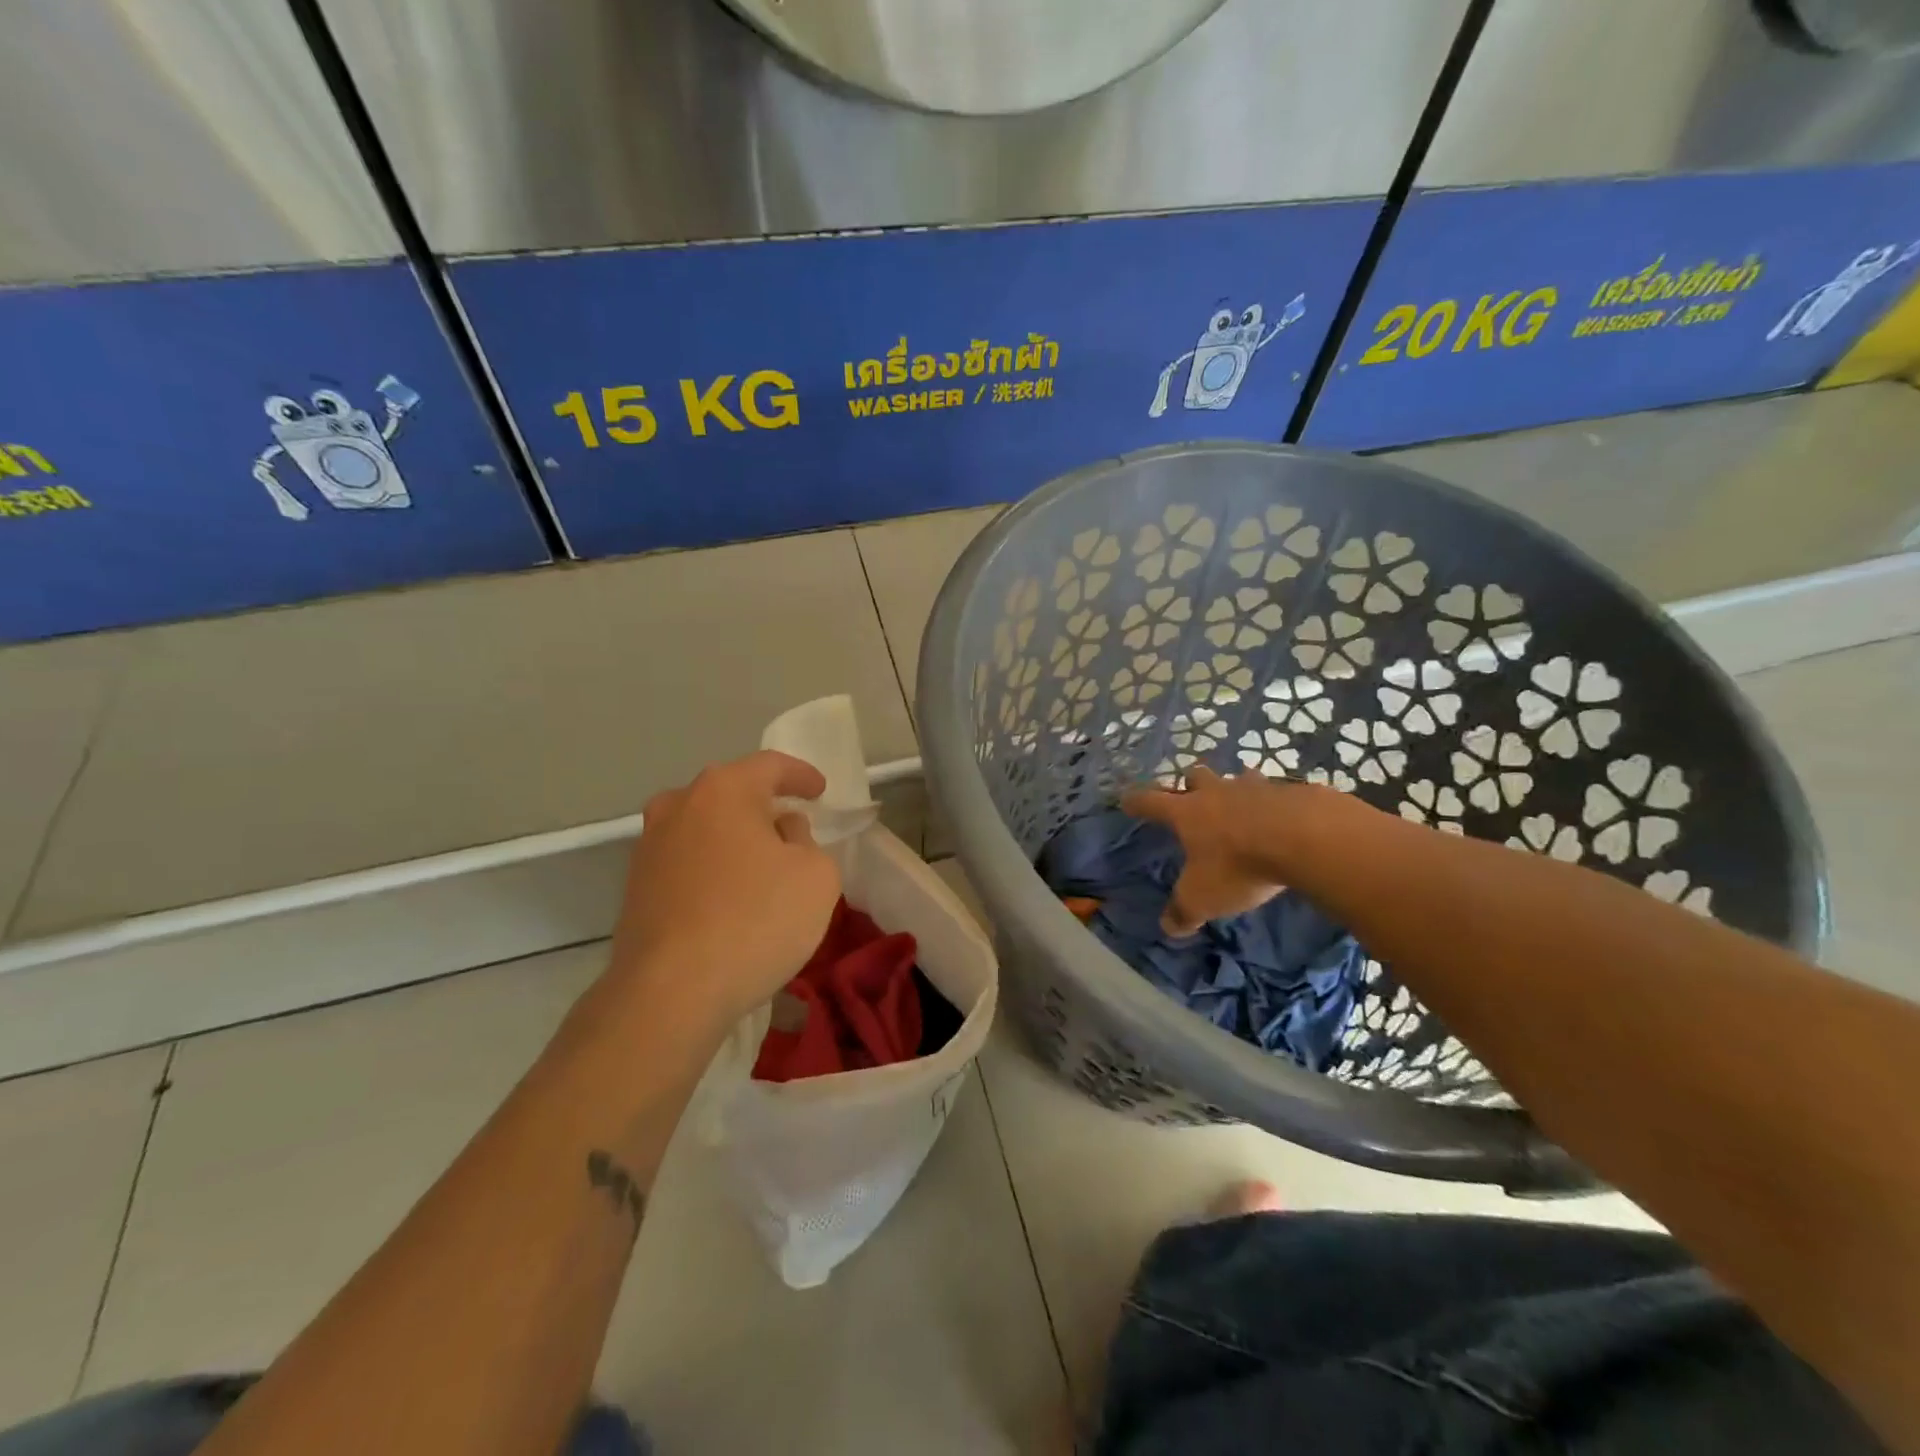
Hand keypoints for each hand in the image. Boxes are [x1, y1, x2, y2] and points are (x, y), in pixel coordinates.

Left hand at [609, 751, 840, 1027]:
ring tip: (761, 866)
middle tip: (792, 827)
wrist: (670, 992)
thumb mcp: (816, 876)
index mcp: (724, 790)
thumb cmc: (756, 920)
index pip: (771, 765)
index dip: (801, 775)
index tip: (820, 791)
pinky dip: (712, 869)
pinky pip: (686, 862)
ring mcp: (649, 846)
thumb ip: (807, 840)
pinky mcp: (635, 888)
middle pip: (731, 793)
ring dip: (734, 839)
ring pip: (704, 828)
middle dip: (764, 806)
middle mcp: (679, 805)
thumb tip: (782, 831)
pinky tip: (729, 898)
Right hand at [1121, 766, 1300, 935]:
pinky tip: (1283, 817)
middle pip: (1195, 776)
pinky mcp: (1292, 791)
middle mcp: (1216, 793)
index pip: (1150, 801)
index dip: (1137, 802)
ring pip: (1237, 778)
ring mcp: (1255, 787)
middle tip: (1192, 797)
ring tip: (1241, 804)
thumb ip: (1184, 911)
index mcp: (1187, 812)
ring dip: (1235, 788)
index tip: (1127, 800)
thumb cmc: (1239, 866)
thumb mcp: (1203, 898)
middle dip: (1190, 784)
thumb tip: (1169, 927)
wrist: (1306, 839)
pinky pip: (1276, 791)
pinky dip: (1273, 802)